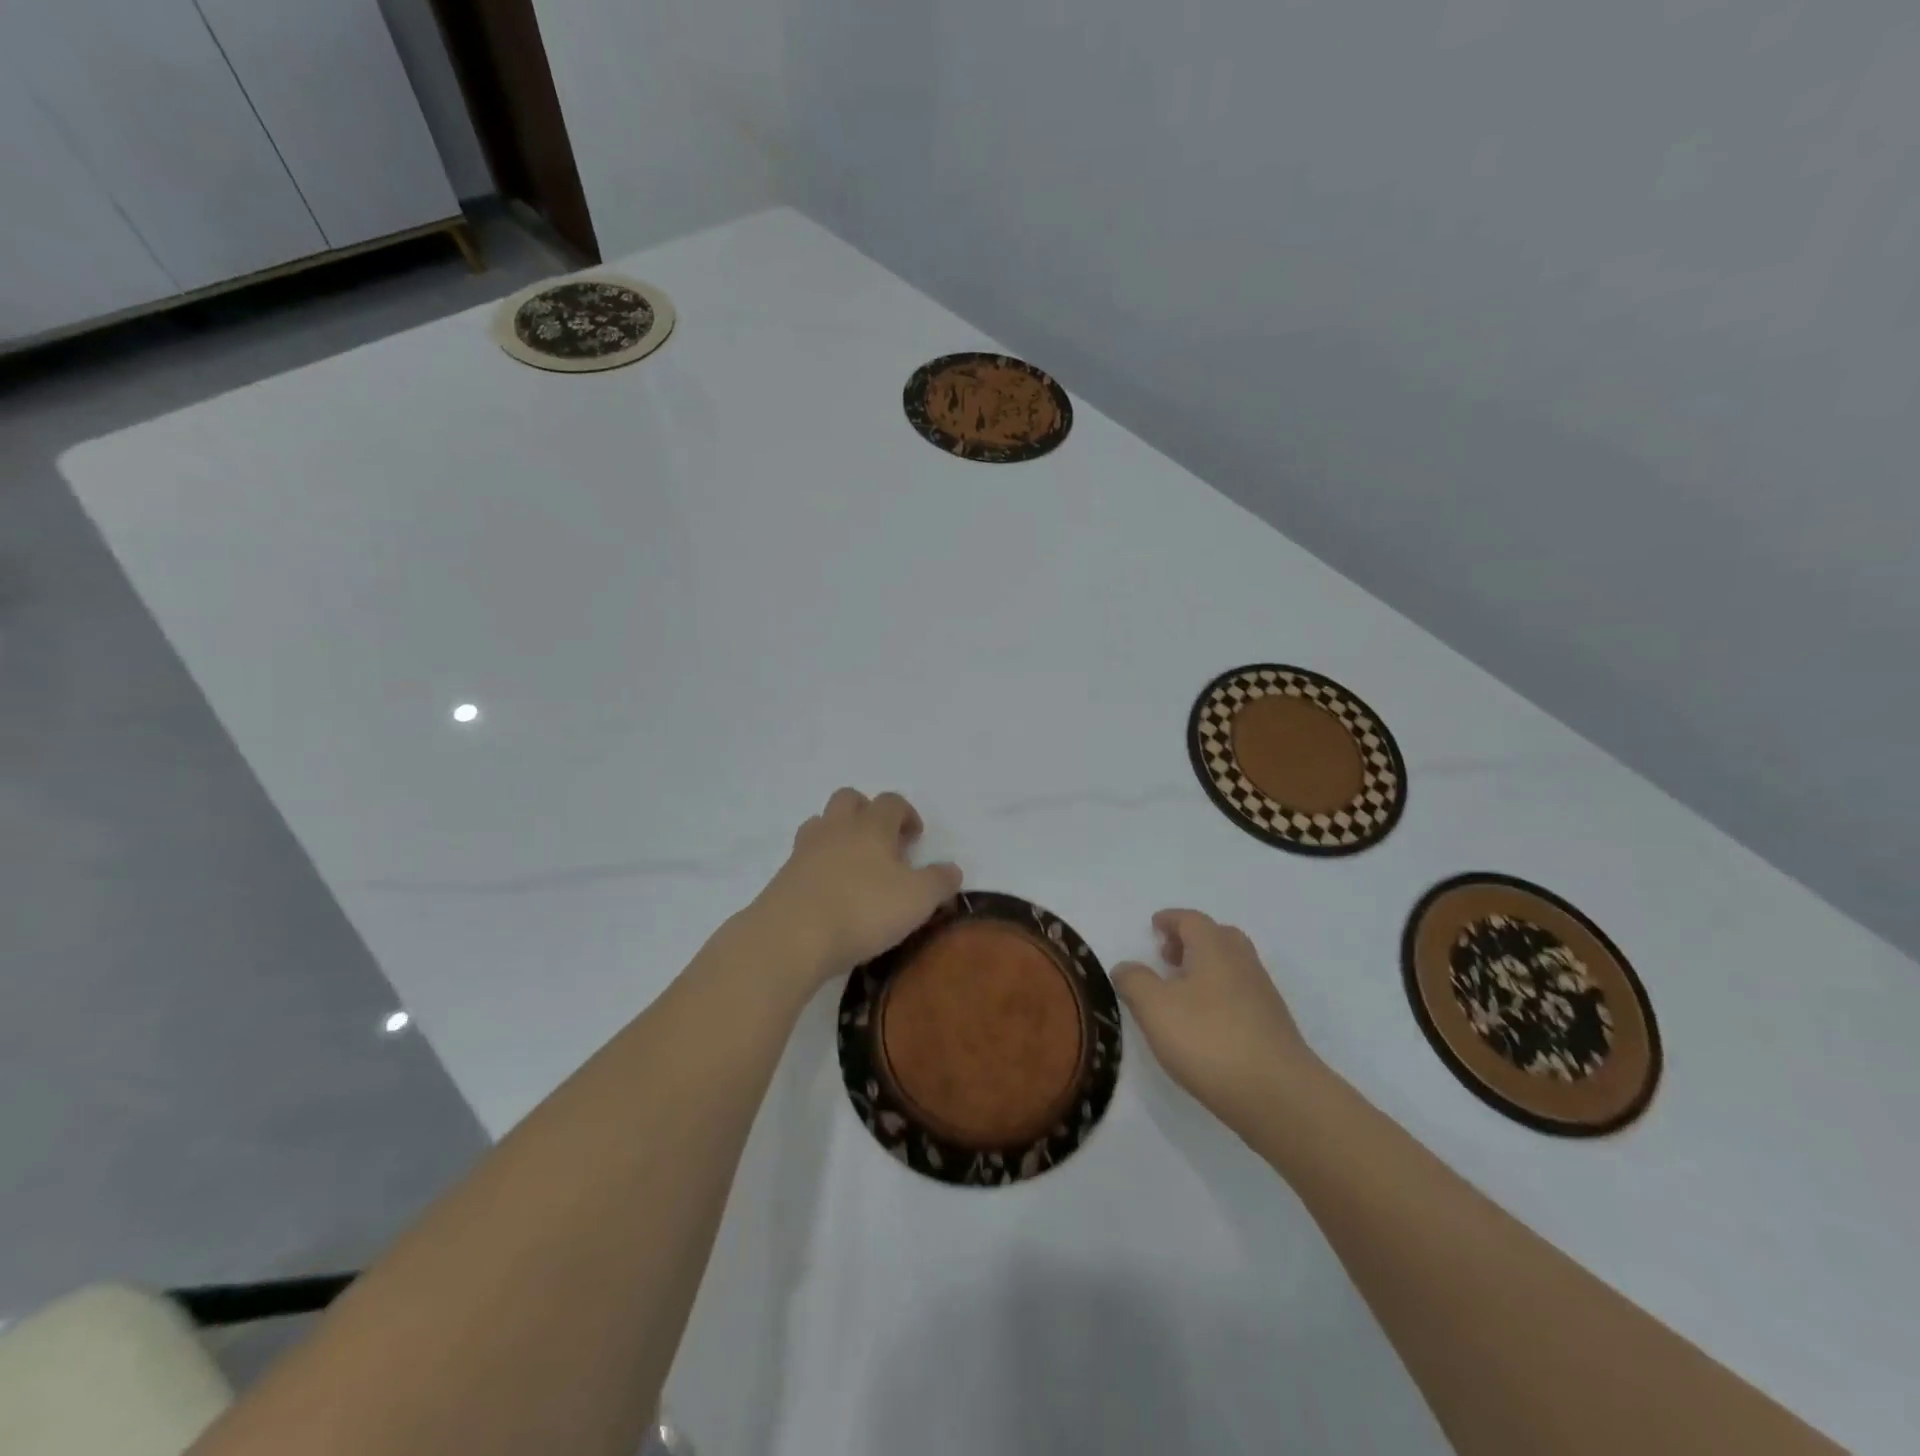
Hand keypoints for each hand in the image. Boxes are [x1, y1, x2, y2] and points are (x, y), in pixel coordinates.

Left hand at [749, 789, 961, 987]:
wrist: (791, 936)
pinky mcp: (783, 877)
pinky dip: (818, 867)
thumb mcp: (918, 899)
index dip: (906, 814)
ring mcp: (805, 850)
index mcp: (871, 826)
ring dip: (839, 835)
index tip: (915, 838)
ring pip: (821, 824)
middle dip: (867, 812)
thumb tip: (952, 869)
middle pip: (849, 799)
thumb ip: (939, 881)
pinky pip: (804, 858)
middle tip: (882, 844)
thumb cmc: (863, 909)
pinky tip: (830, 894)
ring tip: (854, 866)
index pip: (891, 802)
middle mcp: (836, 828)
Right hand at [1112, 909, 1320, 1129]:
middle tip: (1168, 957)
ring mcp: (1263, 995)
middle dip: (1191, 941)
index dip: (1170, 920)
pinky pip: (1241, 994)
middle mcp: (1243, 963)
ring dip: (1206, 968)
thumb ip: (1134, 981)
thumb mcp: (1155, 1008)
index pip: (1191, 920)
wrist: (1278, 1095)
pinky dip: (1219, 994)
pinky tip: (1204, 1023)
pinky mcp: (1272, 1027)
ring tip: (1181, 992)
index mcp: (1215, 948)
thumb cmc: (1209, 1041)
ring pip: (1232, 966)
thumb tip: (1126, 967)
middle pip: (1218, 937)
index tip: (1154, 926)